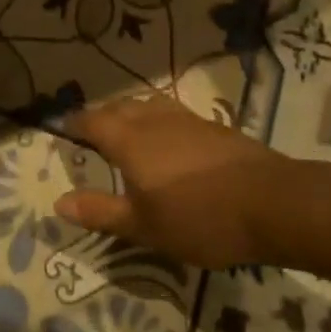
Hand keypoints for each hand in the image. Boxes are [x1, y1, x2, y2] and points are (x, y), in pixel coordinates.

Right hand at [54, 95, 277, 268]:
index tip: (65, 130)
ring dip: (132, 113)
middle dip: (102, 117)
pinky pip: (173, 113)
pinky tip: (170, 142)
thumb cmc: (199, 219)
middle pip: (119, 107)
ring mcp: (185, 119)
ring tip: (130, 132)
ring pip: (148, 105)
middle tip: (94, 134)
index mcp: (129, 140)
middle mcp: (152, 119)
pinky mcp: (212, 126)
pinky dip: (159, 120)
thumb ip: (100, 212)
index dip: (76, 124)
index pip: (92, 121)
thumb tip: (58, 201)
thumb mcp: (143, 226)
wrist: (271, 203)